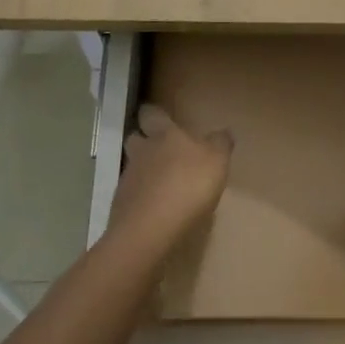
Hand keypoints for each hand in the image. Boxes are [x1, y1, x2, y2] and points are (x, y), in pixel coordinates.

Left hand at [110, 104, 233, 248]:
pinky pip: (131, 195)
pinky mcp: (121, 206)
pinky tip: (155, 209)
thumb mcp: (216, 161)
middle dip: (143, 139)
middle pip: (135, 138)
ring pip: (132, 167)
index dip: (153, 113)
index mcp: (165, 135)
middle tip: (158, 148)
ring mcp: (128, 179)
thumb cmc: (188, 186)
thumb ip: (220, 144)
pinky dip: (141, 198)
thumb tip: (223, 132)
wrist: (150, 230)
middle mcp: (142, 151)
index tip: (157, 115)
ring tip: (160, 183)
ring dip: (143, 171)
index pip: (152, 114)